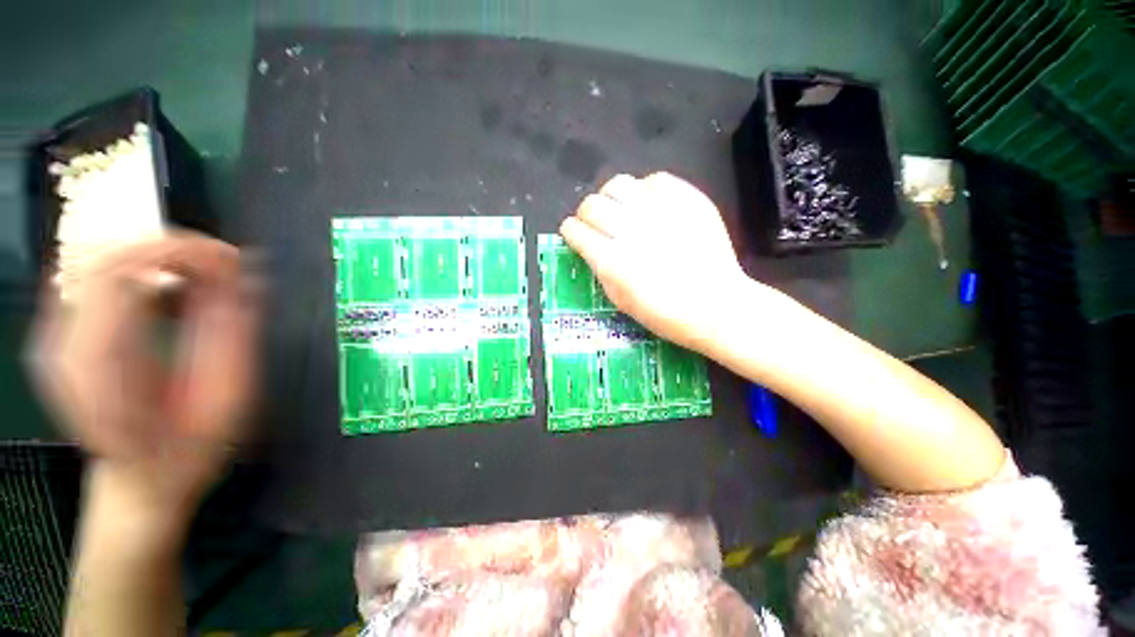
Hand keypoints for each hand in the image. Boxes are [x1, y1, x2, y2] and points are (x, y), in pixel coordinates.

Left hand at [29, 232, 258, 518]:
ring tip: (201, 277)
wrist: (142, 482)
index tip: (230, 258)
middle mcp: (62, 345)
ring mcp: (53, 339)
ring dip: (157, 259)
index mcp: (101, 366)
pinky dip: (136, 272)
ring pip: (98, 260)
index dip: (179, 251)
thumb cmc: (190, 448)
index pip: (122, 270)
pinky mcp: (58, 337)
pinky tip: (166, 291)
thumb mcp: (227, 393)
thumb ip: (233, 328)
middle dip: (172, 248)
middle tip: (224, 264)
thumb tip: (248, 277)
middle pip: (106, 257)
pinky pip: (91, 278)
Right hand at [560, 173, 748, 351]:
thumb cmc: (664, 313)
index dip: (570, 230)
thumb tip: (590, 246)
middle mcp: (631, 231)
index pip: (576, 230)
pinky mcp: (687, 200)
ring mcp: (660, 212)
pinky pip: (655, 179)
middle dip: (586, 213)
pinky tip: (650, 205)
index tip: (573, 233)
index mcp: (612, 261)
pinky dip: (645, 190)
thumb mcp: (620, 300)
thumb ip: (600, 269)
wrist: (716, 306)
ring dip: (611, 197)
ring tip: (620, 209)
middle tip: (595, 223)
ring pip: (619, 184)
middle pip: (592, 204)